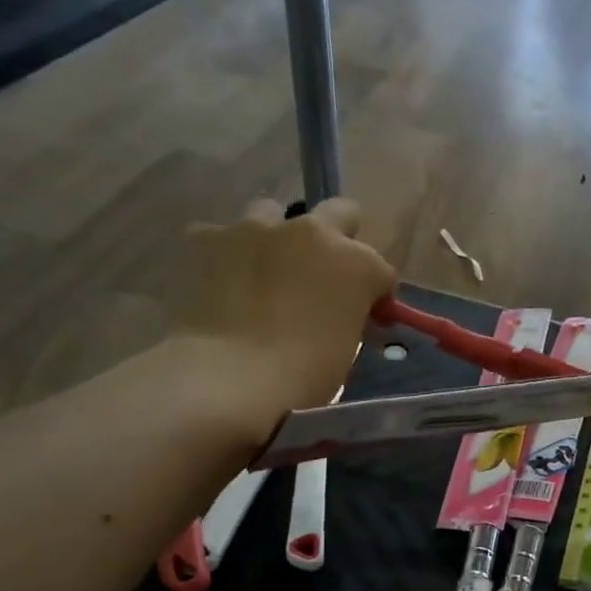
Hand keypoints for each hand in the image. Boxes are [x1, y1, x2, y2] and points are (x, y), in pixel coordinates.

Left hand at [171, 198, 395, 440]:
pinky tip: (224, 280)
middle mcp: (314, 232)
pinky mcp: (210, 238)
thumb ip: (348, 317)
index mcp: (358, 264)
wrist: (229, 377)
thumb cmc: (304, 375)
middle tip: (326, 274)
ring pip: (273, 214)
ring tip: (267, 273)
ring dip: (277, 238)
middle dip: (340, 237)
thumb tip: (338, 314)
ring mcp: (258, 229)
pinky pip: (220, 235)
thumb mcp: (346, 348)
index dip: (376, 295)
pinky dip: (226, 254)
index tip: (368, 318)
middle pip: (341, 213)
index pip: (381, 271)